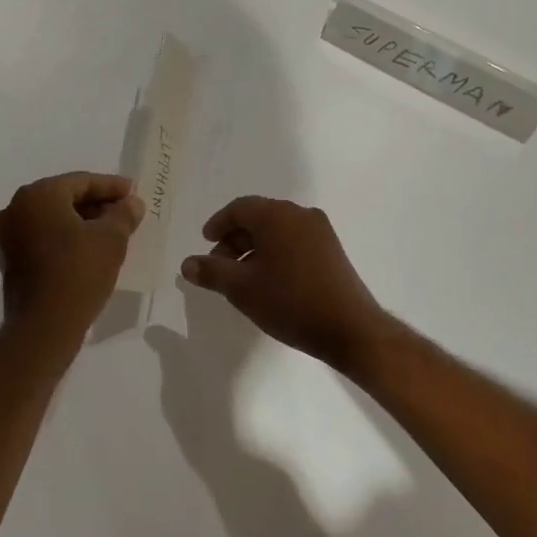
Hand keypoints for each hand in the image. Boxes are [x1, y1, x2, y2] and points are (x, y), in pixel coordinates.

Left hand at [0, 172, 144, 333]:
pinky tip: (89, 248)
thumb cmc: (79, 273)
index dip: (111, 186)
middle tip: (125, 210)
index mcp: (38, 195)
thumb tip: (132, 203)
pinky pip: (44, 236)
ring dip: (82, 221)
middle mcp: (17, 208)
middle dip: (97, 203)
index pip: (81, 182)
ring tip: (112, 230)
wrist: (43, 327)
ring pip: (54, 218)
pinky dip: (66, 237)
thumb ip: (123, 214)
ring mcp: (9, 234)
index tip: (133, 191)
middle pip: (65, 197)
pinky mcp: (10, 258)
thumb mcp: (112, 239)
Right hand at [180, 197, 392, 371]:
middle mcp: (299, 214)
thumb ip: (211, 272)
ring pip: (277, 230)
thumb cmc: (290, 302)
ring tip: (242, 278)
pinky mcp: (331, 249)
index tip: (206, 243)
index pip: (239, 208)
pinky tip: (269, 281)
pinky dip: (275, 253)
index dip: (218, 224)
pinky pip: (294, 241)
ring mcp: (320, 231)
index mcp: (277, 215)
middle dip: (234, 239)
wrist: (349, 328)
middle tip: (219, 266)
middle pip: (258, 217)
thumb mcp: (242, 288)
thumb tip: (187, 263)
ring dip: (254, 248)